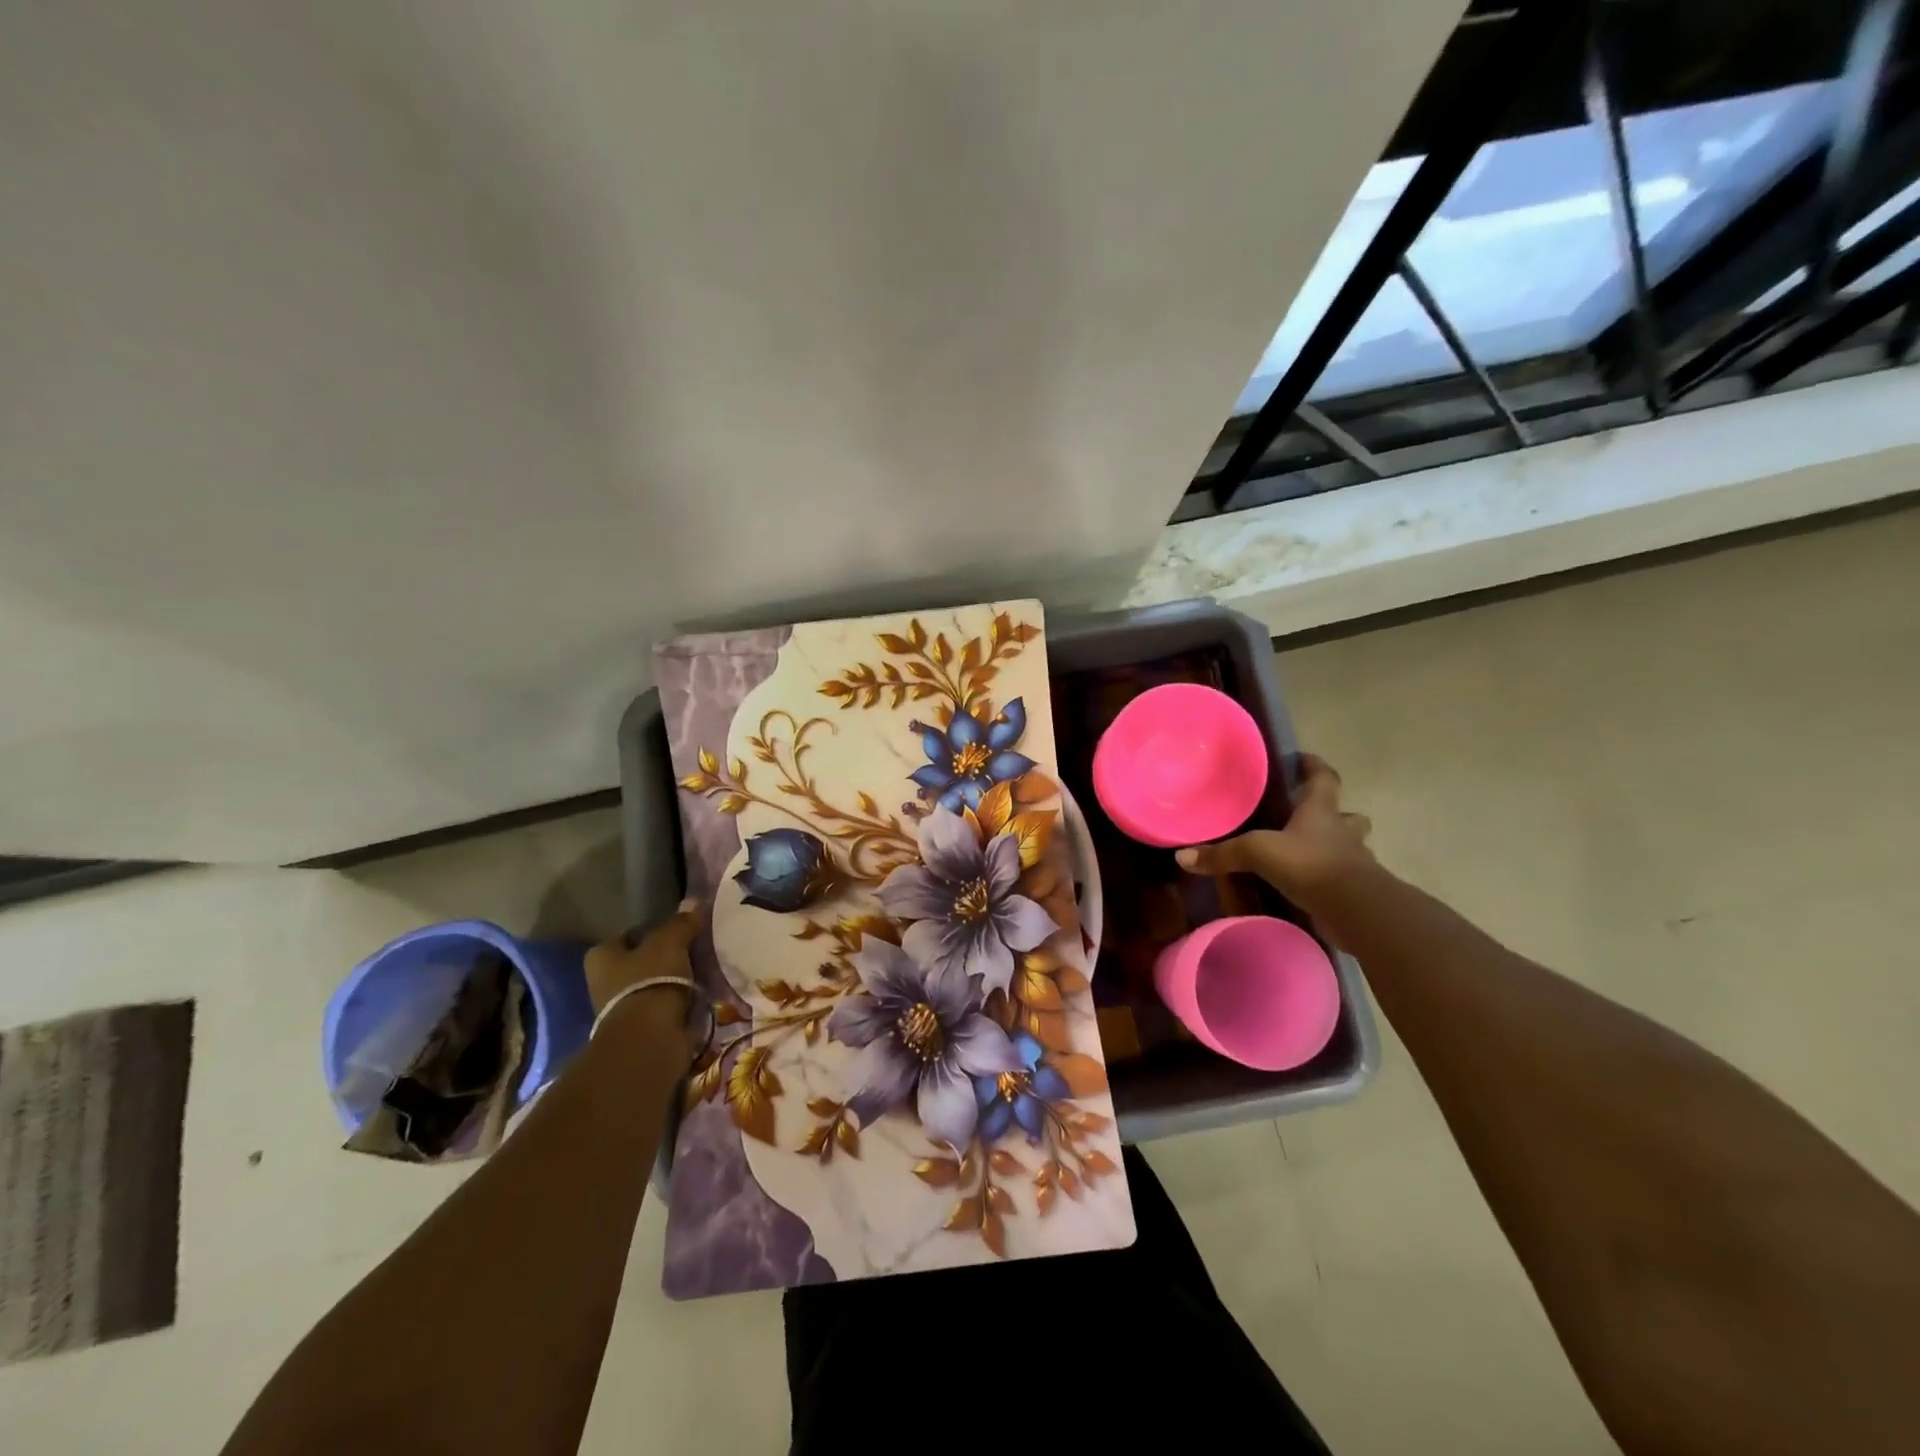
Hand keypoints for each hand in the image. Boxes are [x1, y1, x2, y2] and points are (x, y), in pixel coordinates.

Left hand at [584, 899, 703, 1062]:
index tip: (678, 930)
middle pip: (639, 960)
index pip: (628, 934)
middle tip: (693, 948)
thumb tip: (693, 902)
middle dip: (663, 956)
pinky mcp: (639, 1028)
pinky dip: (677, 1000)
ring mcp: (620, 1007)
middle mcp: (603, 981)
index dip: (652, 929)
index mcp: (601, 956)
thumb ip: (681, 923)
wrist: (649, 1038)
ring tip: (701, 970)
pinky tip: (699, 993)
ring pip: (652, 983)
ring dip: (673, 979)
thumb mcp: (670, 942)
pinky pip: (662, 1004)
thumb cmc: (650, 980)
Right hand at [1176, 754, 1375, 929]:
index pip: (1324, 779)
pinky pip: (1343, 879)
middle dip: (1334, 813)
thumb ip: (1222, 854)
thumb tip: (1182, 856)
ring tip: (1311, 853)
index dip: (1314, 767)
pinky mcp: (1356, 891)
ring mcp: (1354, 862)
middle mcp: (1342, 832)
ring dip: (1336, 848)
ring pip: (1350, 847)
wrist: (1354, 908)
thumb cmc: (1309, 864)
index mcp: (1321, 812)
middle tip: (1311, 817)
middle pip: (1347, 815)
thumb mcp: (1257, 852)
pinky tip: (1312, 887)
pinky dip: (1330, 880)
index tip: (1304, 759)